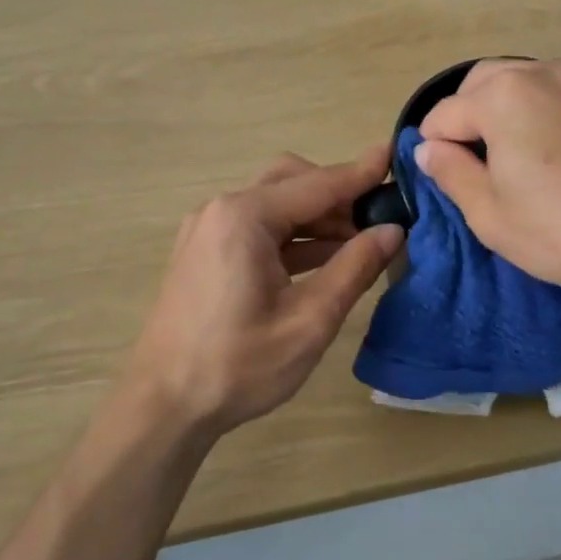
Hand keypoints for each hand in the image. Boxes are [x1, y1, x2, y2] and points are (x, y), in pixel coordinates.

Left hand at [119, 146, 403, 439]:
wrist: (164, 405)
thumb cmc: (238, 365)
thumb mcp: (309, 321)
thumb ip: (354, 269)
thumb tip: (393, 231)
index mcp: (245, 217)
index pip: (317, 183)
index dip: (361, 172)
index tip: (396, 155)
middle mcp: (222, 210)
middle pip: (292, 182)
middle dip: (337, 195)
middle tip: (379, 218)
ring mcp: (208, 230)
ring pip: (274, 204)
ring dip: (316, 217)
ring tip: (360, 242)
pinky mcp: (204, 252)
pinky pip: (256, 227)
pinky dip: (292, 235)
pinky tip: (323, 259)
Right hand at [415, 58, 560, 291]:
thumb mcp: (491, 216)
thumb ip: (451, 174)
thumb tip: (428, 148)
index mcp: (502, 96)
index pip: (443, 115)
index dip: (433, 148)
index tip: (444, 180)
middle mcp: (543, 72)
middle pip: (483, 83)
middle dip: (467, 116)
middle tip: (478, 165)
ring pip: (528, 81)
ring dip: (508, 109)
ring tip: (520, 157)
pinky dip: (549, 111)